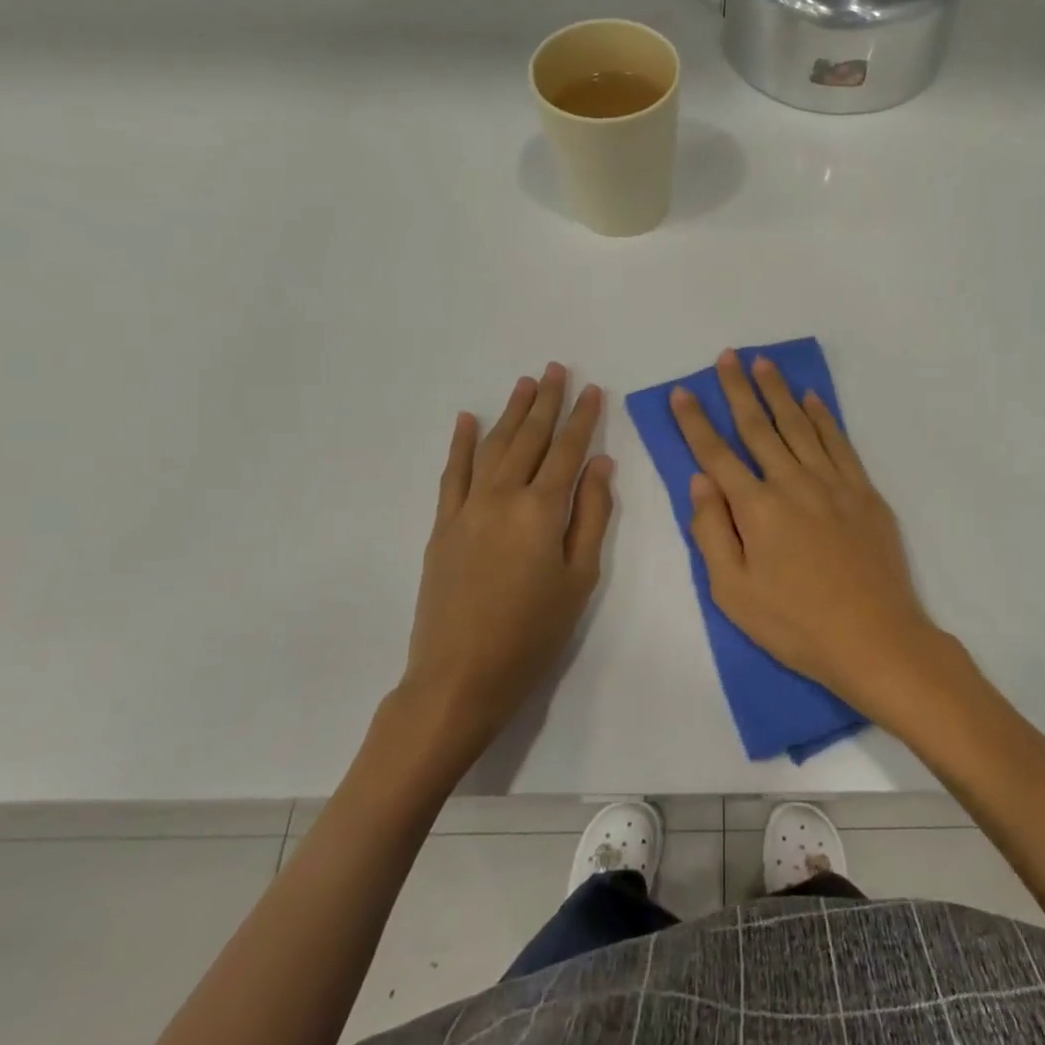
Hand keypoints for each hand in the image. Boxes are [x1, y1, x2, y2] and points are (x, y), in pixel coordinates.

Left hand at [399, 363, 613, 764]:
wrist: (460, 676)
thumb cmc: (533, 633)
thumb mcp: (580, 579)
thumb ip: (592, 516)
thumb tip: (601, 465)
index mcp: (542, 510)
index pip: (568, 451)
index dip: (583, 418)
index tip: (594, 390)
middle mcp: (503, 496)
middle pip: (530, 438)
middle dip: (546, 401)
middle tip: (557, 369)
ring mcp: (467, 508)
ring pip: (493, 446)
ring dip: (510, 412)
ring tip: (524, 383)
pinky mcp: (442, 524)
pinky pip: (452, 473)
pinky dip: (460, 443)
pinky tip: (465, 418)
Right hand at [671, 351, 946, 713]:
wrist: (875, 638)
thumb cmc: (795, 623)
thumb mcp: (732, 591)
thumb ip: (711, 531)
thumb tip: (700, 481)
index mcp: (756, 507)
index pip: (716, 453)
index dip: (695, 421)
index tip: (682, 392)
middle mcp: (792, 482)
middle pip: (759, 427)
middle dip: (739, 390)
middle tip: (727, 356)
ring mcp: (832, 483)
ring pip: (799, 425)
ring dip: (779, 392)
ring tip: (764, 363)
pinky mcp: (863, 492)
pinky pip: (839, 442)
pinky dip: (823, 417)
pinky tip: (812, 399)